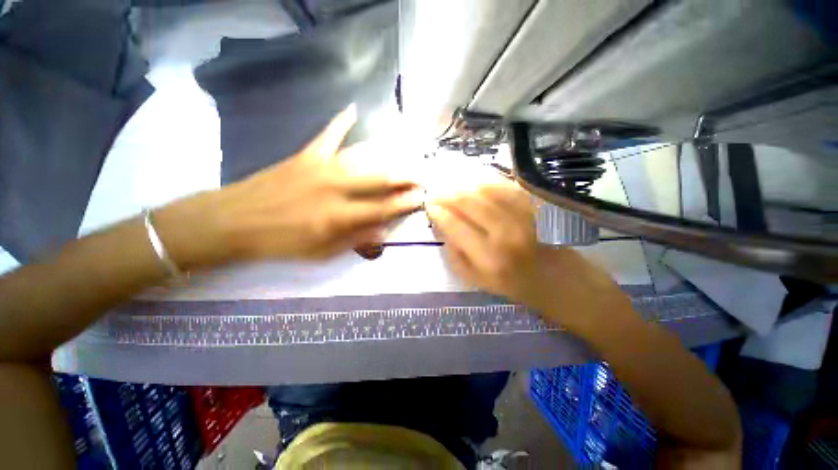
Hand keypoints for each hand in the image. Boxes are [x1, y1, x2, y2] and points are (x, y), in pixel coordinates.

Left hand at [162, 105, 423, 264]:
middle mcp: (336, 187)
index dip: (405, 203)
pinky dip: (341, 121)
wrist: (234, 221)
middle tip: (420, 177)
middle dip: (404, 178)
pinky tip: (354, 109)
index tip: (422, 197)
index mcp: (339, 215)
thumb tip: (383, 230)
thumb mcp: (321, 252)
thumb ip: (355, 240)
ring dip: (386, 157)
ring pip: (362, 157)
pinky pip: (328, 134)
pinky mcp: (307, 155)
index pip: (383, 208)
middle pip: (379, 179)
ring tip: (403, 157)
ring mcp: (322, 167)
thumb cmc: (281, 242)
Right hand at [425, 171, 541, 302]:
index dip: (440, 213)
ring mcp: (521, 218)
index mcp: (488, 258)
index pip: (457, 227)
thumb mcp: (472, 278)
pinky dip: (488, 181)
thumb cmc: (503, 279)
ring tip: (450, 184)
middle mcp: (505, 235)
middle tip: (436, 191)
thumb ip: (454, 256)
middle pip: (471, 205)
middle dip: (448, 195)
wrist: (542, 273)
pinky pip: (506, 186)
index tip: (429, 205)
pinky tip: (474, 181)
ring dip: (465, 185)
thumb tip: (443, 227)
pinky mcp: (532, 207)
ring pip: (488, 191)